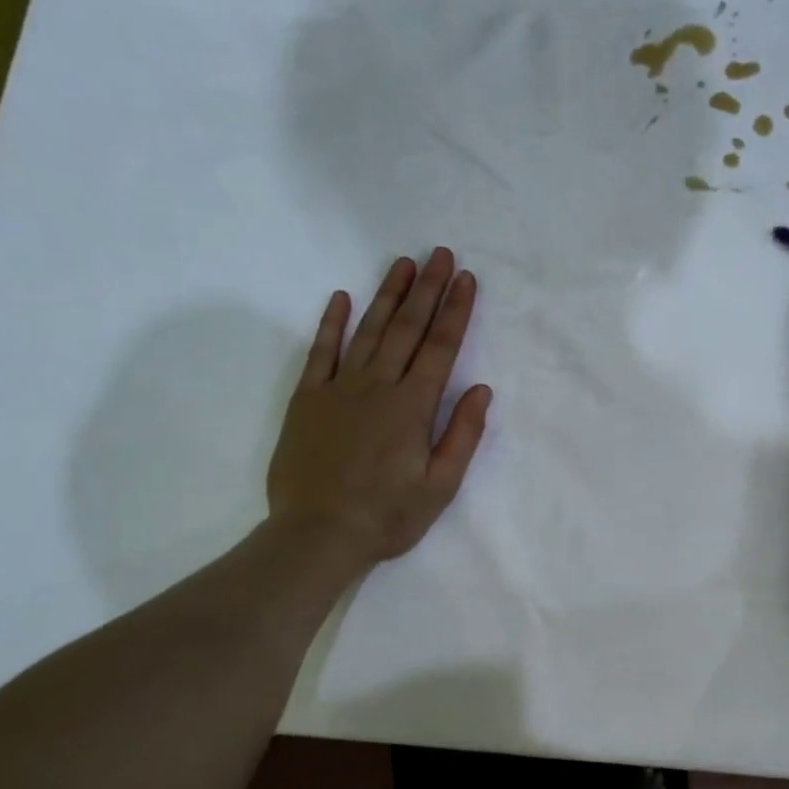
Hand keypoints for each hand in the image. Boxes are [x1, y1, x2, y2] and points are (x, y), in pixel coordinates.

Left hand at [266, 248, 491, 569]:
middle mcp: (377, 387)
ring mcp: (338, 389)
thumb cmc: (387, 515)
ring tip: (402, 263)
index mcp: (413, 407)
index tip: (466, 279)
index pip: (440, 348)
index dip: (455, 311)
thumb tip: (481, 389)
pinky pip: (320, 353)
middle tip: (439, 253)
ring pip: (368, 331)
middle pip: (407, 329)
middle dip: (426, 289)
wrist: (317, 535)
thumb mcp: (440, 486)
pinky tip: (341, 298)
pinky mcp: (307, 400)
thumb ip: (462, 435)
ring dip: (387, 295)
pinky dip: (331, 324)